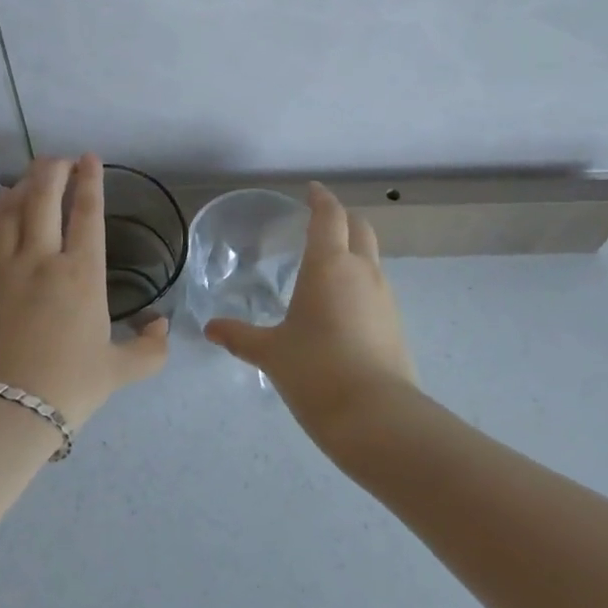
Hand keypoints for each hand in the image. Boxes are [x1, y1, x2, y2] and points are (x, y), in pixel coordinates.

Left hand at [0, 154, 167, 430]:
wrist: (2, 411)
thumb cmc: (67, 388)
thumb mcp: (118, 371)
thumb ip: (149, 349)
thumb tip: (162, 326)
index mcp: (82, 274)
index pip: (88, 213)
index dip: (90, 181)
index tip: (89, 158)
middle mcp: (42, 259)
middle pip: (44, 198)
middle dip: (53, 170)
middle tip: (59, 159)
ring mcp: (3, 267)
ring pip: (12, 210)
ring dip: (23, 186)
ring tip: (31, 175)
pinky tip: (1, 206)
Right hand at [205, 182, 416, 441]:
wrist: (377, 417)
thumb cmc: (316, 371)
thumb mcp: (271, 353)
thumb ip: (240, 336)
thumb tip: (211, 328)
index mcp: (329, 265)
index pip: (329, 215)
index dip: (320, 199)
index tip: (311, 190)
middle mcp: (362, 271)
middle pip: (359, 228)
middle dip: (342, 218)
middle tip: (321, 222)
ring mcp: (385, 297)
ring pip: (372, 258)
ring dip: (354, 251)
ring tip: (328, 267)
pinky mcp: (396, 324)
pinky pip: (377, 288)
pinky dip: (361, 283)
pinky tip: (343, 307)